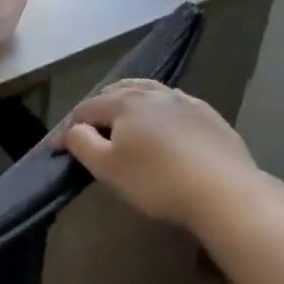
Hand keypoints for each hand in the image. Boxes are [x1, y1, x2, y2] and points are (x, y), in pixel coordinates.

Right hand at [51, 79, 259, 230]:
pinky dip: (159, 109)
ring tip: (124, 117)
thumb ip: (82, 144)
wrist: (225, 192)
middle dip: (98, 107)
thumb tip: (73, 130)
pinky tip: (164, 124)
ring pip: (148, 91)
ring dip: (129, 101)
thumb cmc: (156, 181)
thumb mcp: (107, 168)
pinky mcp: (209, 116)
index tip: (58, 148)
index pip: (86, 109)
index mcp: (124, 103)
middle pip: (117, 92)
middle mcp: (152, 93)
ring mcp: (185, 101)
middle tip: (89, 128)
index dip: (69, 128)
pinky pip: (174, 104)